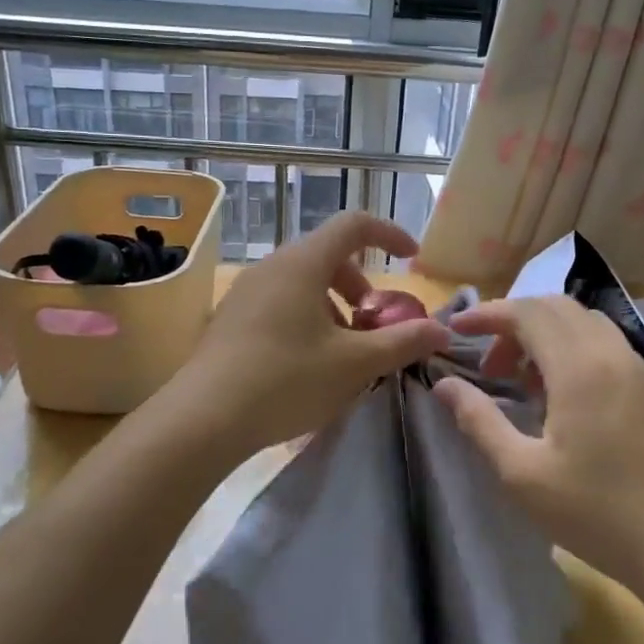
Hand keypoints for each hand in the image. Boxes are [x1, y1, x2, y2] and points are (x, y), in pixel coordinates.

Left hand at [168, 212, 451, 456]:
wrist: (203, 419)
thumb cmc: (286, 380)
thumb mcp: (354, 364)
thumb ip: (403, 342)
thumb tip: (440, 330)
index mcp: (303, 263)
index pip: (354, 224)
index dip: (389, 234)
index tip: (412, 258)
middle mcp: (272, 266)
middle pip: (328, 256)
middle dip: (361, 285)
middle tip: (374, 325)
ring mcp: (246, 291)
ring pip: (303, 283)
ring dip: (334, 306)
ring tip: (343, 352)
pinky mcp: (230, 319)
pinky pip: (280, 302)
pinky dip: (307, 319)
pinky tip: (307, 364)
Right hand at [433, 296, 643, 596]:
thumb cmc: (597, 511)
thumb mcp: (522, 473)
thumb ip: (479, 421)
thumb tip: (444, 385)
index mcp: (578, 367)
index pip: (526, 313)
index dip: (486, 313)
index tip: (454, 329)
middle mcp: (609, 353)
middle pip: (554, 307)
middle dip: (512, 321)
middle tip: (485, 363)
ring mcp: (635, 368)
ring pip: (581, 321)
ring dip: (542, 333)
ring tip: (517, 378)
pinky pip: (601, 342)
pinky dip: (568, 347)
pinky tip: (556, 393)